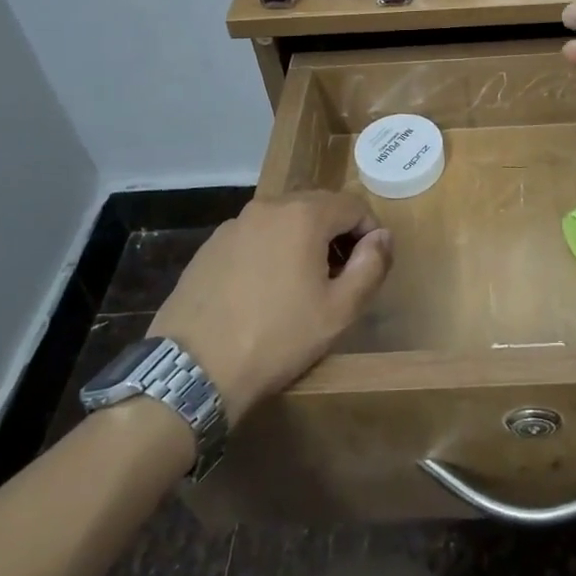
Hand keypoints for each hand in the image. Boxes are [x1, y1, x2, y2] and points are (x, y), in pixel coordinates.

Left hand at [148, 193, 390, 423]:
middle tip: (340, 276)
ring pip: (284, 219)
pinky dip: (270, 250)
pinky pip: (255, 236)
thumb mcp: (339, 310)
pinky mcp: (210, 246)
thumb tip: (382, 237)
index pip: (353, 205)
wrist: (193, 371)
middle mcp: (268, 206)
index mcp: (303, 215)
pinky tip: (264, 290)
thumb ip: (371, 266)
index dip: (370, 231)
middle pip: (317, 206)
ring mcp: (234, 224)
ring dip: (303, 240)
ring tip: (302, 284)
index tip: (370, 264)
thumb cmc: (277, 338)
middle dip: (337, 233)